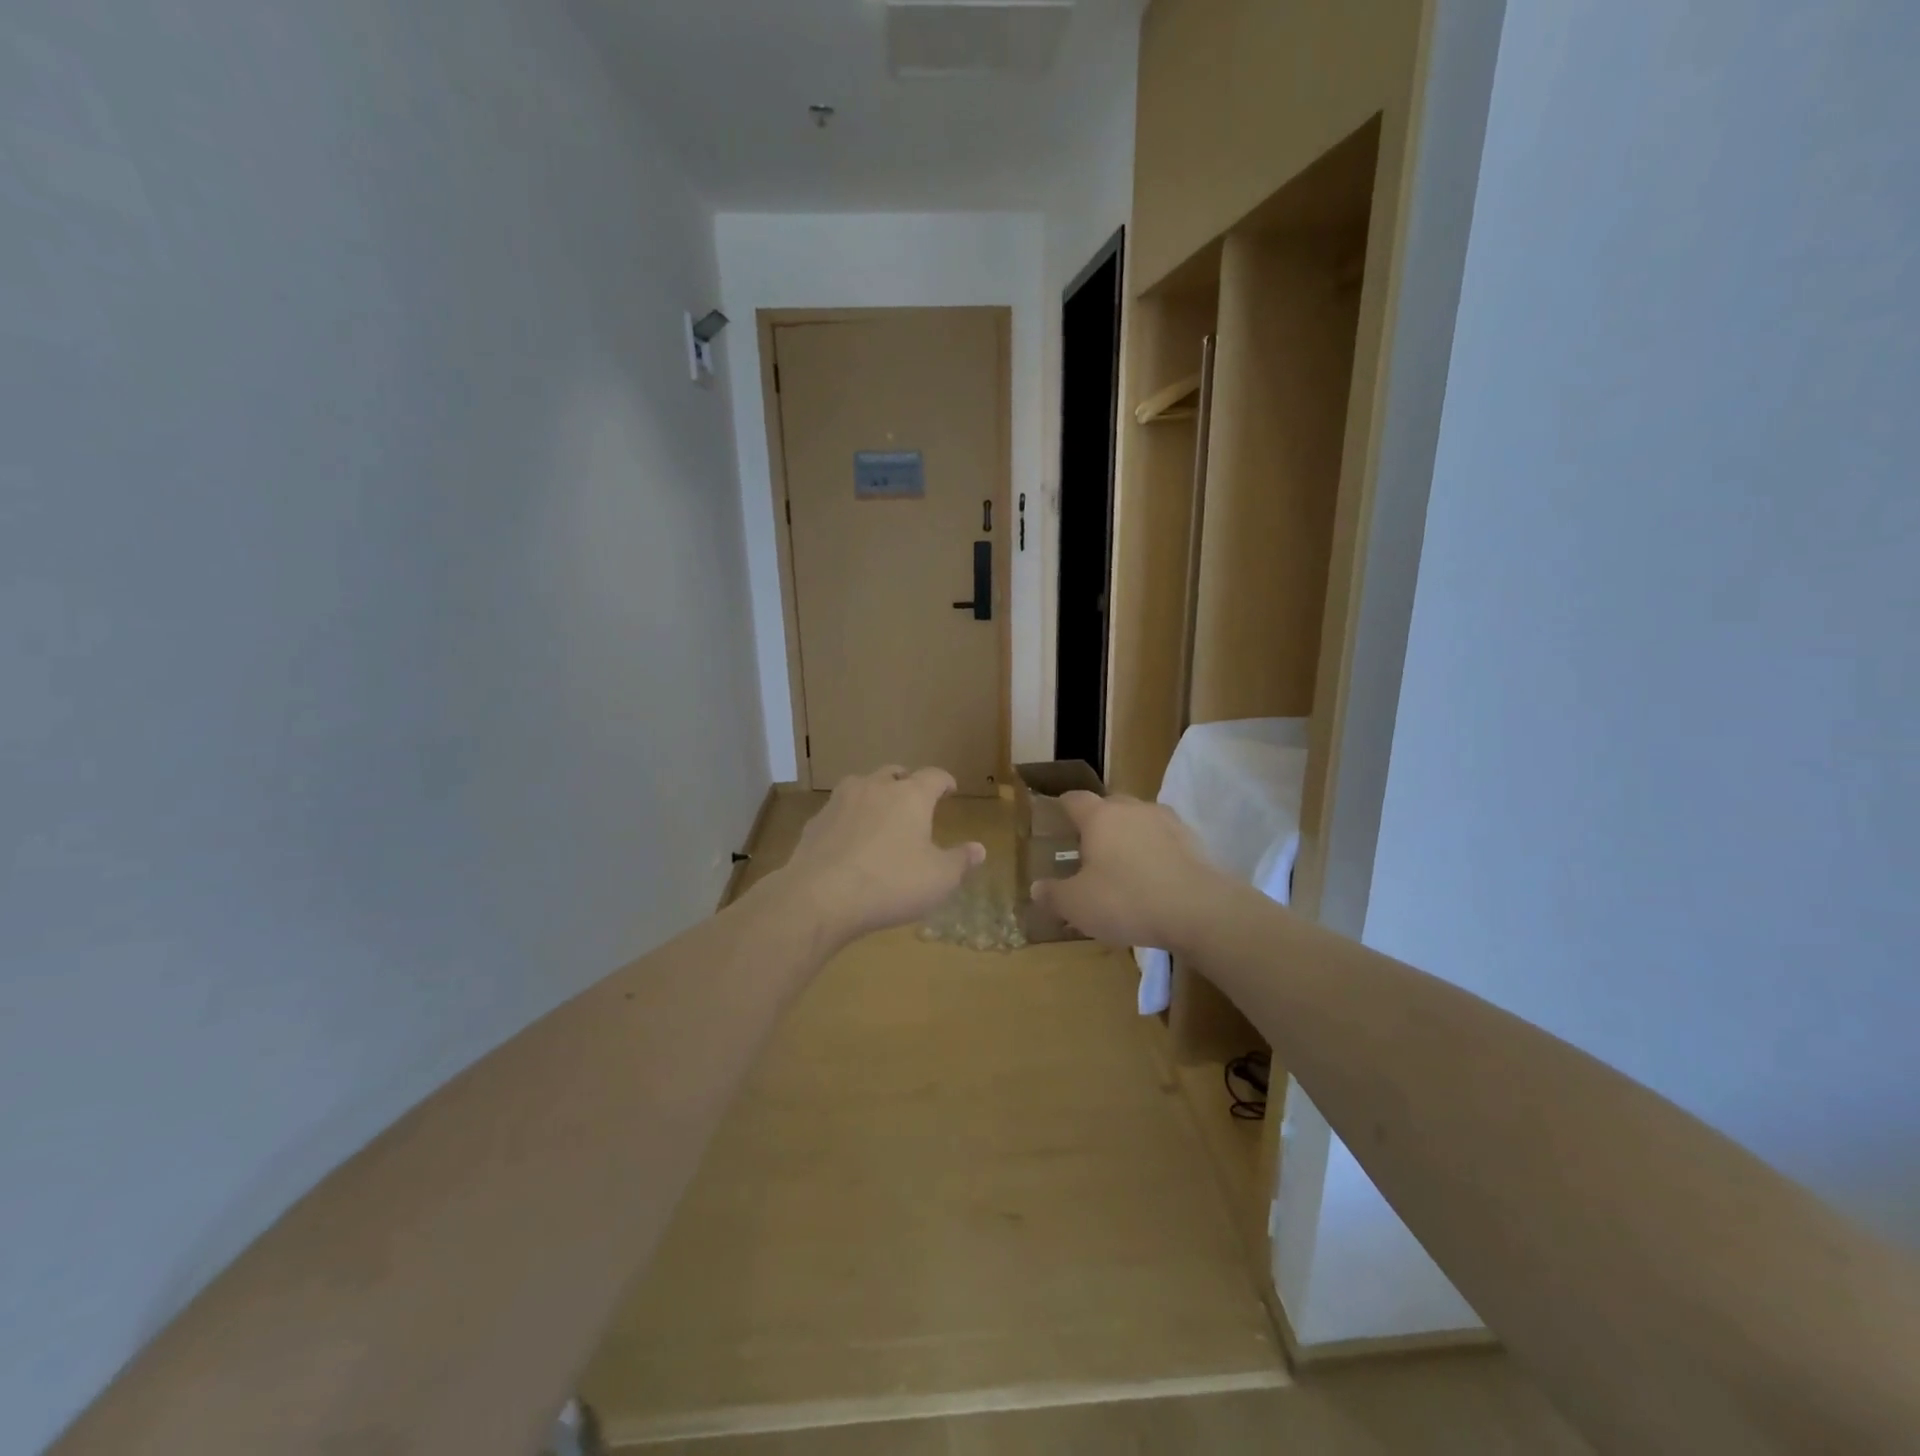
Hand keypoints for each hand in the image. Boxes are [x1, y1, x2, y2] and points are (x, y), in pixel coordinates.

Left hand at [777, 766, 985, 945]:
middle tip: (914, 797)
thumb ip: (961, 861)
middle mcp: (875, 788)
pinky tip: (849, 838)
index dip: (944, 781)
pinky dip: (849, 818)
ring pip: (862, 785)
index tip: (950, 788)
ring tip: (880, 812)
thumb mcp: (939, 879)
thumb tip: (979, 849)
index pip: (934, 776)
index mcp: (911, 796)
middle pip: (895, 773)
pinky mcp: (815, 821)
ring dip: (875, 794)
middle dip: (907, 782)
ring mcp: (840, 802)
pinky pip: (839, 811)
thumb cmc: (890, 883)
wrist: (820, 896)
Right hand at [1030, 792, 1227, 952]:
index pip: (1075, 799)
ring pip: (1140, 821)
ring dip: (1130, 836)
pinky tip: (1155, 878)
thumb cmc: (1127, 900)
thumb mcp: (1078, 905)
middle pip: (1110, 805)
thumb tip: (1036, 888)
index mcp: (1100, 816)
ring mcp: (1167, 821)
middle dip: (1098, 823)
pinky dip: (1156, 852)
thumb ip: (1053, 895)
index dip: (1063, 806)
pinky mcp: (1194, 841)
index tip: (1057, 815)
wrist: (1199, 910)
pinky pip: (1165, 840)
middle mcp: (1133, 808)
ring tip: (1124, 865)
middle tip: (1089, 849)